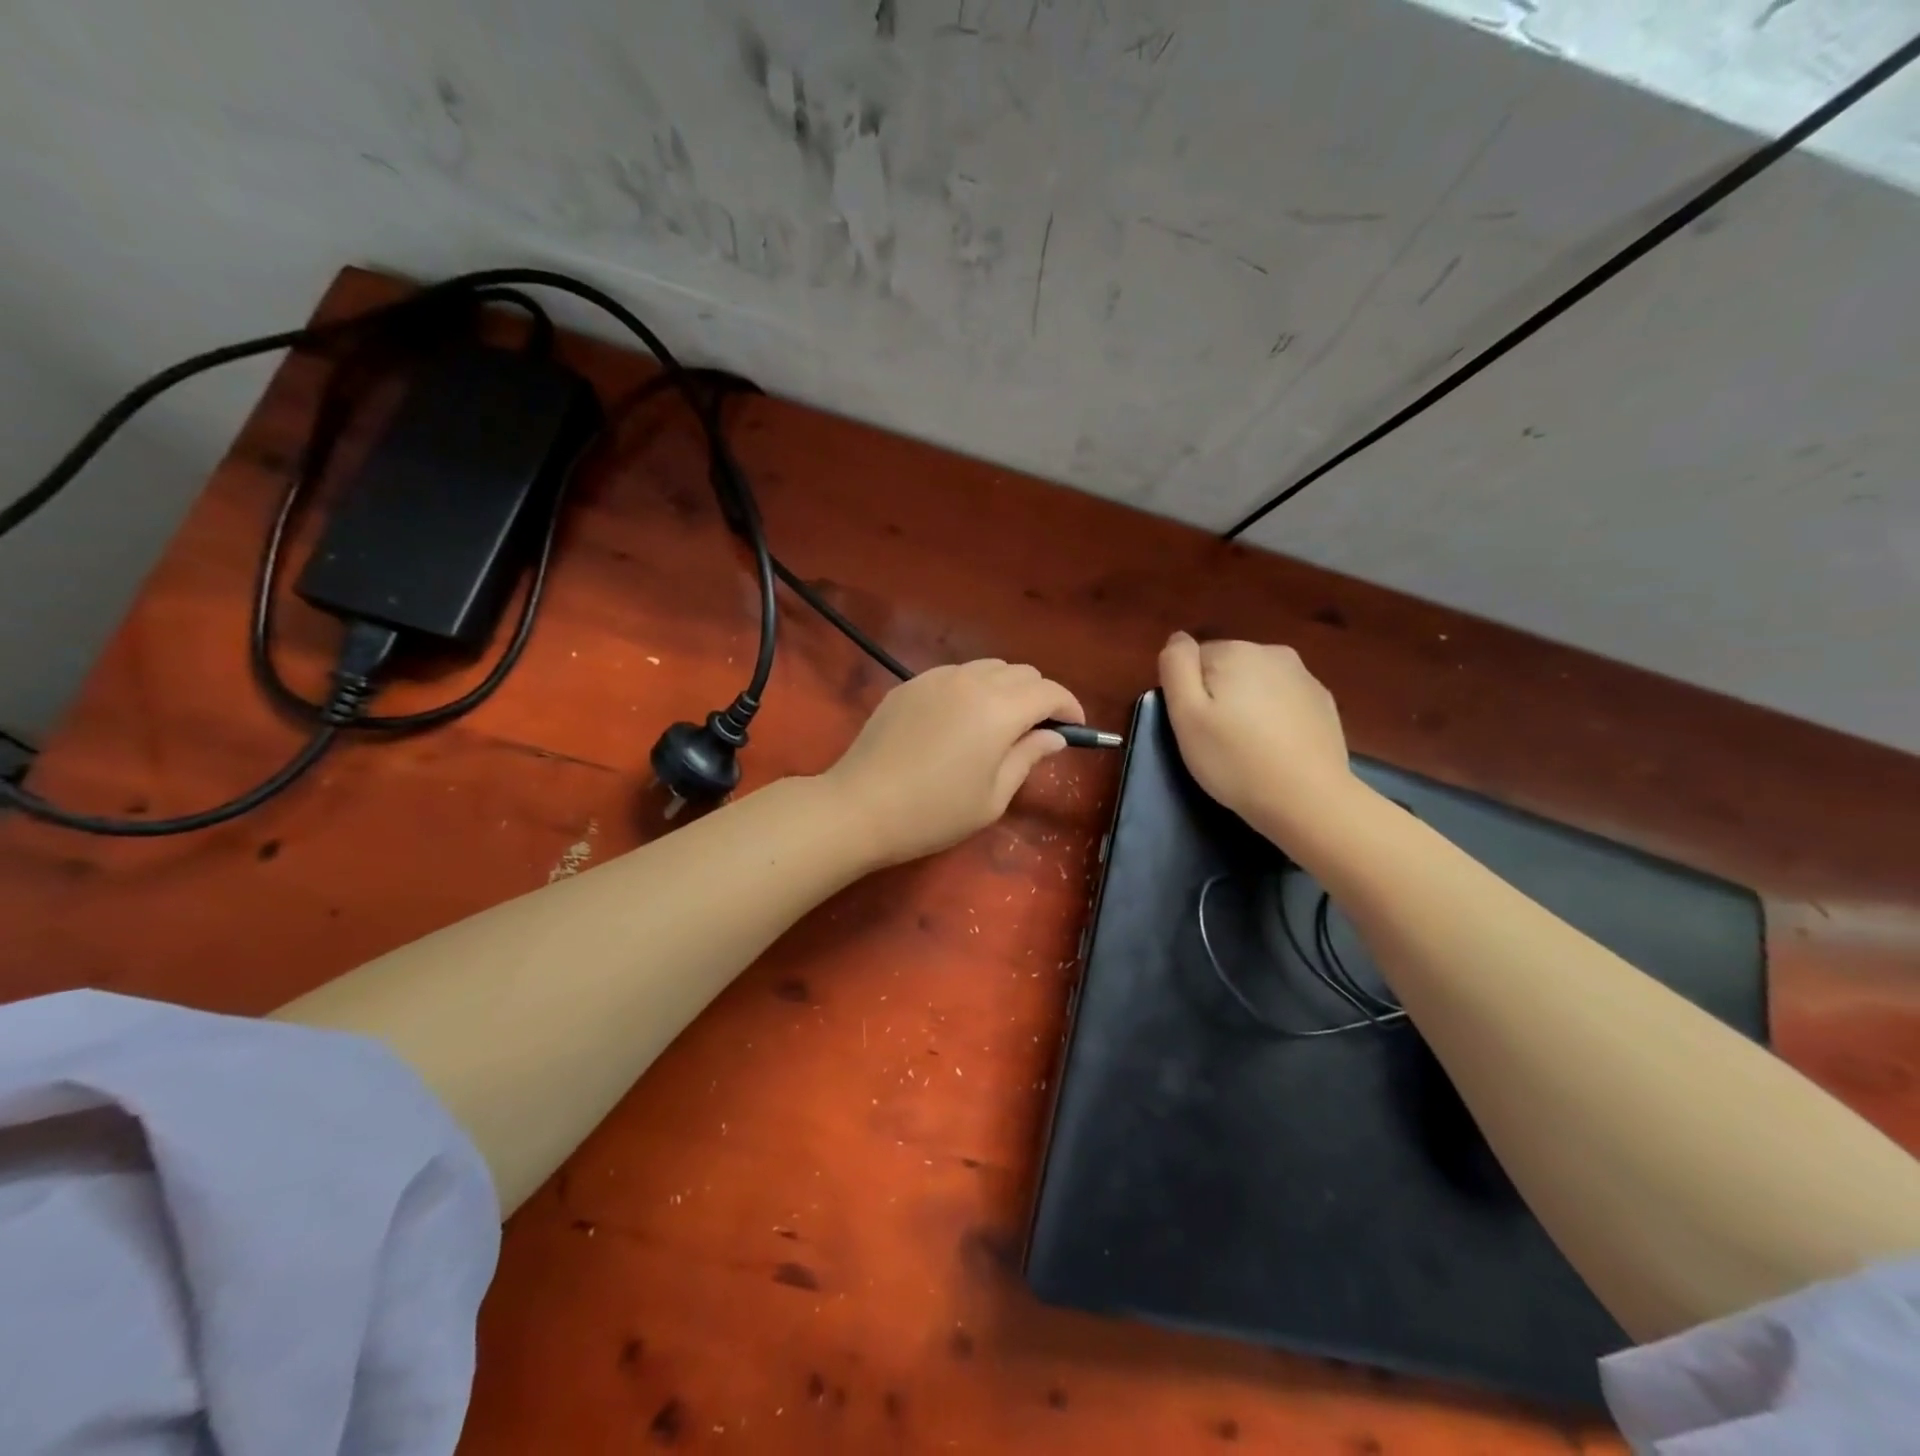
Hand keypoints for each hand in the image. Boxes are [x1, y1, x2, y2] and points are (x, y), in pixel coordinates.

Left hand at [824, 661, 1084, 866]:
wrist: (860, 807)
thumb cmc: (933, 813)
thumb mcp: (993, 797)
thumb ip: (1028, 758)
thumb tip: (1054, 737)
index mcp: (999, 709)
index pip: (1049, 691)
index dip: (1069, 707)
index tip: (1076, 729)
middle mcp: (971, 681)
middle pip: (1022, 672)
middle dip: (1039, 696)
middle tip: (1038, 731)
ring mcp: (935, 678)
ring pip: (988, 668)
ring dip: (1006, 688)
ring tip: (1000, 724)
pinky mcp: (909, 684)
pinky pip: (955, 675)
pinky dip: (973, 688)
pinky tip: (960, 721)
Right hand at [1158, 632, 1356, 841]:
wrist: (1306, 799)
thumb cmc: (1234, 759)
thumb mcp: (1185, 715)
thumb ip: (1176, 667)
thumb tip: (1177, 638)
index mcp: (1235, 651)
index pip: (1194, 659)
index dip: (1188, 693)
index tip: (1195, 726)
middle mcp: (1272, 652)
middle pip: (1227, 668)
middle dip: (1218, 695)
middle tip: (1216, 739)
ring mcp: (1304, 676)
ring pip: (1257, 683)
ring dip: (1247, 705)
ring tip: (1246, 746)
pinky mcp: (1323, 702)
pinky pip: (1284, 700)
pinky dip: (1274, 717)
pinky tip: (1274, 748)